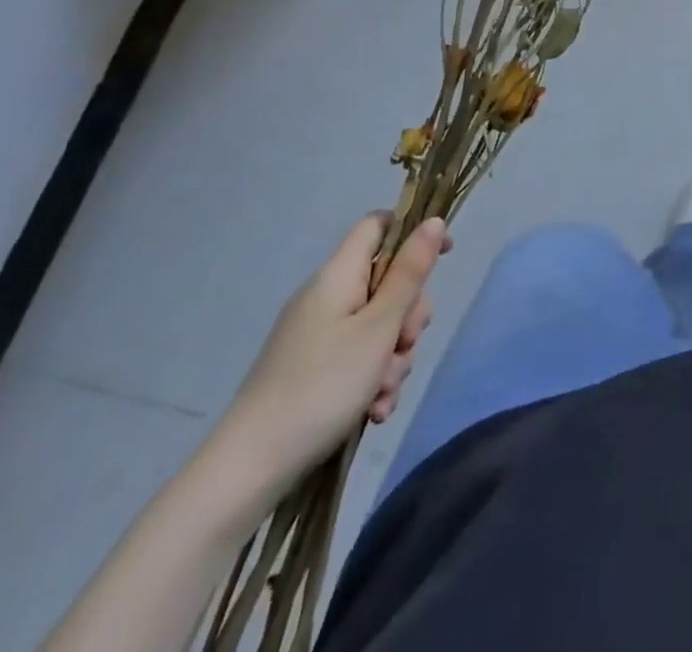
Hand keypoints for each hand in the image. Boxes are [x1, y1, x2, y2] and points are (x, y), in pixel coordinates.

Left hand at [216, 215, 447, 492]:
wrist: (248, 470)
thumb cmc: (321, 386)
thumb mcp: (379, 327)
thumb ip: (410, 273)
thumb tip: (433, 222)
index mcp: (337, 277)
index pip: (378, 225)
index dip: (413, 233)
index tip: (443, 258)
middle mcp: (327, 298)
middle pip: (387, 282)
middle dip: (408, 316)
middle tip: (405, 345)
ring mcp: (318, 336)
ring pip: (380, 326)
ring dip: (393, 358)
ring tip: (382, 393)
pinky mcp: (314, 370)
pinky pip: (360, 358)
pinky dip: (373, 380)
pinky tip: (373, 411)